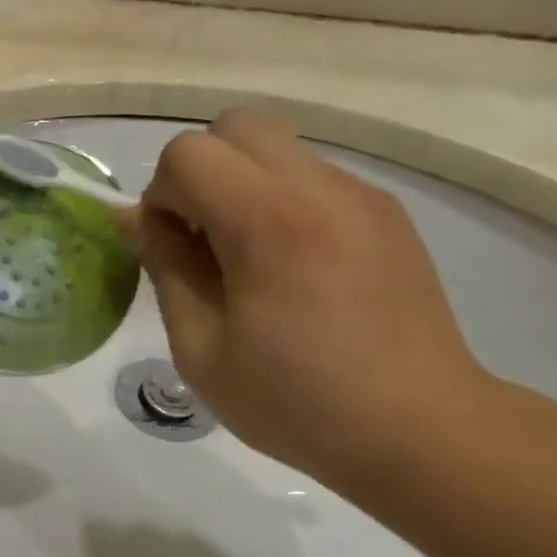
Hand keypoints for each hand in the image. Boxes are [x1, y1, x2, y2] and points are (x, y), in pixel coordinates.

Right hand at [137, 111, 489, 486]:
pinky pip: (313, 177)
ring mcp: (362, 195)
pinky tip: (294, 269)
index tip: (169, 248)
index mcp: (269, 223)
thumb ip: (166, 268)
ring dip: (241, 186)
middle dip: (200, 173)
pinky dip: (282, 202)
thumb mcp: (200, 349)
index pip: (188, 154)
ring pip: (277, 147)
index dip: (161, 195)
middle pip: (235, 127)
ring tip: (249, 260)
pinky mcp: (387, 213)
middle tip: (202, 241)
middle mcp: (320, 188)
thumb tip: (137, 218)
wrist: (420, 429)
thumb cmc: (294, 401)